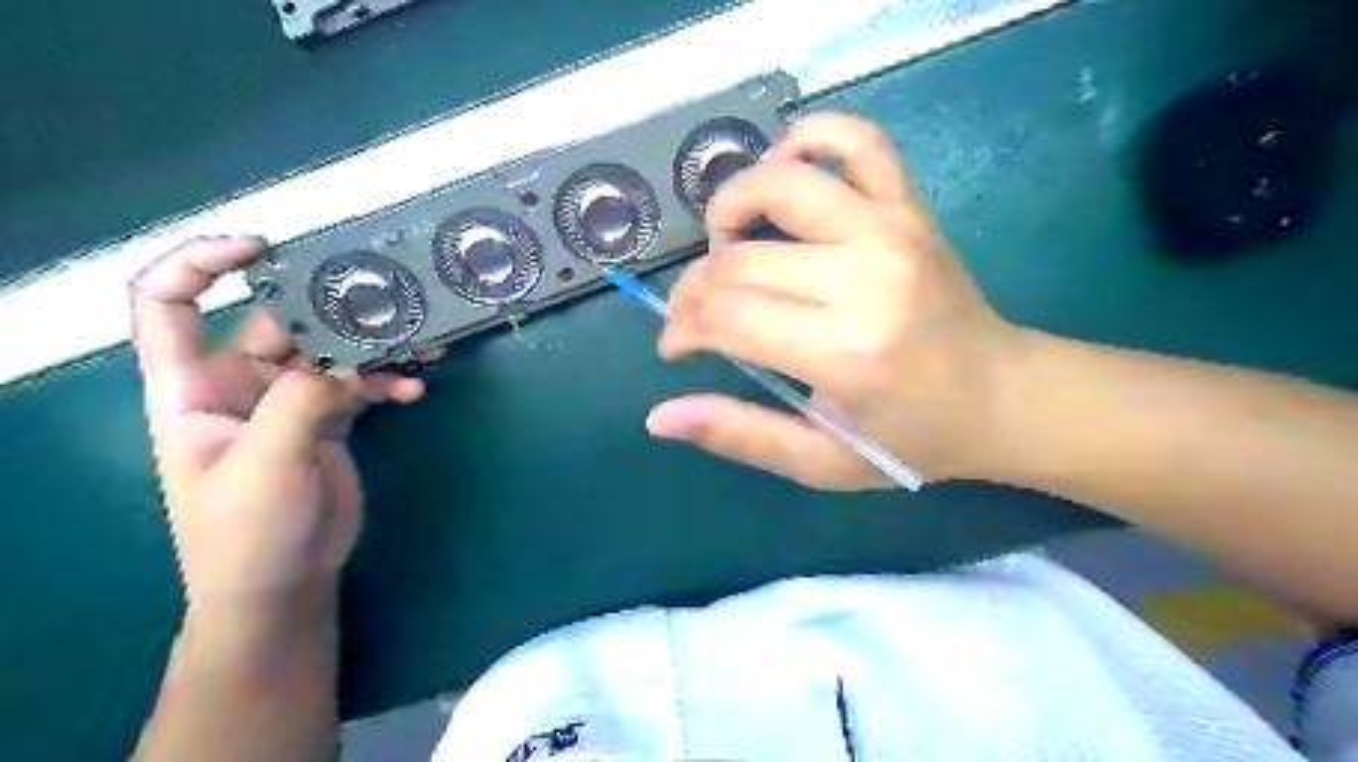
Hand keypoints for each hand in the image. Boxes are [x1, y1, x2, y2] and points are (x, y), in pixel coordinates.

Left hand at [131, 238, 429, 613]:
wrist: (284, 580)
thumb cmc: (247, 529)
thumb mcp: (266, 461)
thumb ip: (302, 399)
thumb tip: (348, 357)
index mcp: (191, 386)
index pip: (169, 304)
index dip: (200, 263)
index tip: (260, 248)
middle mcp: (238, 383)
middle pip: (279, 322)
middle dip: (328, 308)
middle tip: (382, 299)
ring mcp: (288, 400)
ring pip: (331, 351)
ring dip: (373, 346)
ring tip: (417, 345)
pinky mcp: (329, 418)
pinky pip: (361, 384)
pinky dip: (388, 383)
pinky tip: (415, 391)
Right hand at [653, 113, 1024, 490]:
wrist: (1001, 396)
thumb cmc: (910, 438)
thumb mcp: (821, 462)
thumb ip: (739, 434)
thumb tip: (660, 417)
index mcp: (843, 351)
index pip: (727, 317)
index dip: (683, 329)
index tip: (677, 347)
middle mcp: (863, 278)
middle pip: (740, 260)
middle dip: (694, 288)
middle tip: (694, 315)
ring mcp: (890, 230)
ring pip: (780, 183)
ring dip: (730, 206)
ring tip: (725, 245)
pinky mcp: (909, 207)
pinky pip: (856, 140)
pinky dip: (808, 138)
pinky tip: (783, 171)